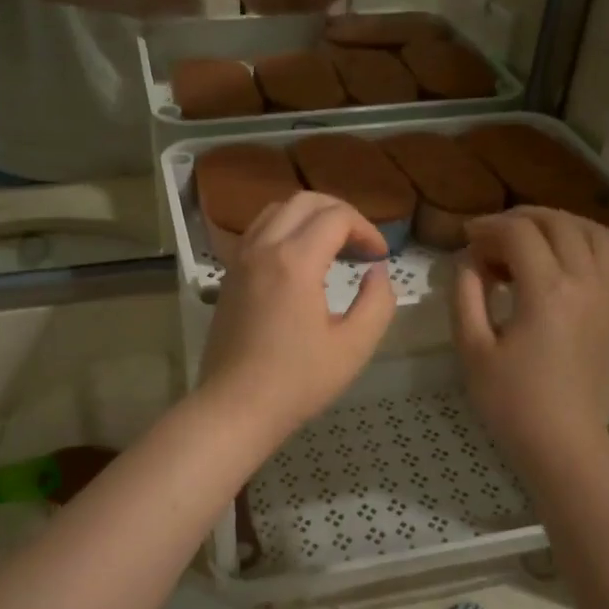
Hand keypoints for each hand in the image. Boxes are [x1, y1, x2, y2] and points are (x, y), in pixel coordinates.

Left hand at [199, 193, 395, 440]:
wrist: (236, 406)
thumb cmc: (298, 381)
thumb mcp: (354, 346)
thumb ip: (377, 302)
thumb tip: (378, 273)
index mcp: (295, 261)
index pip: (337, 217)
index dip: (367, 230)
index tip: (380, 258)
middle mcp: (263, 248)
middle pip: (305, 201)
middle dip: (340, 213)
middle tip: (361, 244)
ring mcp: (240, 260)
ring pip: (276, 210)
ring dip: (309, 218)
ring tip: (332, 247)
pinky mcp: (229, 276)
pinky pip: (258, 232)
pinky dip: (284, 231)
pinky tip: (300, 263)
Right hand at [452, 208, 608, 468]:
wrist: (562, 441)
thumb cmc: (510, 400)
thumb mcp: (472, 347)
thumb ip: (466, 295)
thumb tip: (469, 260)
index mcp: (546, 291)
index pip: (518, 233)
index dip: (488, 227)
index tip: (466, 238)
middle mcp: (585, 282)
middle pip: (558, 223)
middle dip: (520, 218)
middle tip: (492, 235)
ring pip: (593, 232)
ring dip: (560, 224)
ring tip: (531, 237)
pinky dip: (590, 245)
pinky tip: (568, 259)